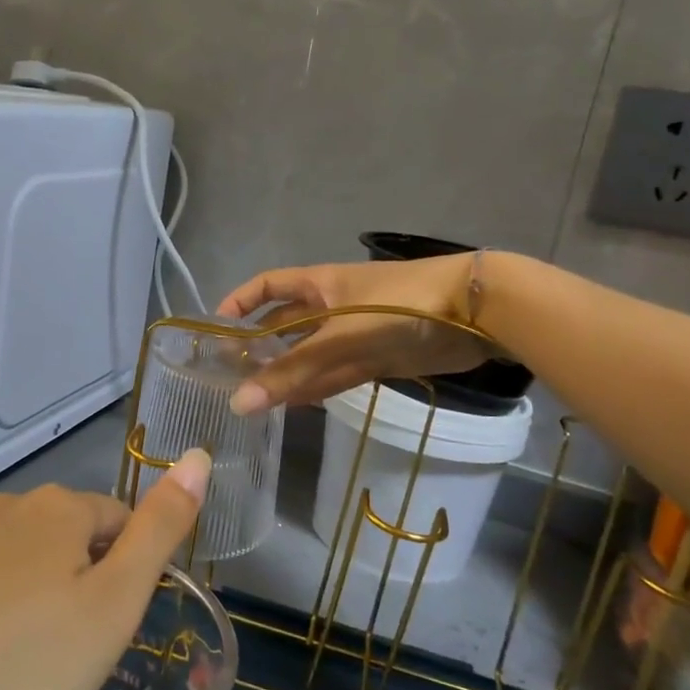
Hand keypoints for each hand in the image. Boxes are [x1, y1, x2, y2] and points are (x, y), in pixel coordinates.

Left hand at [0, 452, 210, 689]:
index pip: (116, 520)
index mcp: (57, 510)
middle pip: (58, 534)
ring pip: (4, 552)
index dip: (123, 571)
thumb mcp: (115, 607)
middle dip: (70, 578)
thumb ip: (160, 530)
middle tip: (62, 654)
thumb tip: (199, 457)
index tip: (108, 629)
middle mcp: (1, 504)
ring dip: (17, 587)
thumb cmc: (25, 670)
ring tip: (6, 660)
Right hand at [217, 255, 488, 411]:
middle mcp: (331, 306)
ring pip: (309, 354)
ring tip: (253, 400)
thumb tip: (238, 404)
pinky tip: (292, 404)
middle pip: (285, 325)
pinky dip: (315, 387)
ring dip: (286, 373)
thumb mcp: (339, 337)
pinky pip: (335, 373)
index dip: (240, 302)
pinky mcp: (376, 358)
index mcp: (318, 284)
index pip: (267, 286)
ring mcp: (354, 333)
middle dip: (259, 346)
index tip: (215, 330)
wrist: (474, 313)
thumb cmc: (398, 306)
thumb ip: (292, 371)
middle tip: (229, 377)